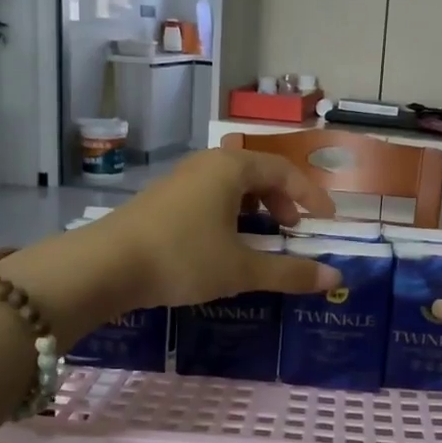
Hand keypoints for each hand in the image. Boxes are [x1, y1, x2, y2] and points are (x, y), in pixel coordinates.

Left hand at [0, 150, 342, 340]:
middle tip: (291, 230)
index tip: (326, 220)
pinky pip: (209, 195)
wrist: (106, 265)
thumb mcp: (241, 270)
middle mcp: (207, 164)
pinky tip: (223, 243)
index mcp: (231, 169)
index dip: (310, 194)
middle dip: (282, 200)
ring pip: (230, 184)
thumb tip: (335, 278)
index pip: (284, 170)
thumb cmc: (183, 258)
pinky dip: (229, 213)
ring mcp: (181, 179)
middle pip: (257, 172)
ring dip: (254, 207)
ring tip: (260, 238)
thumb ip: (290, 272)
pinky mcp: (162, 198)